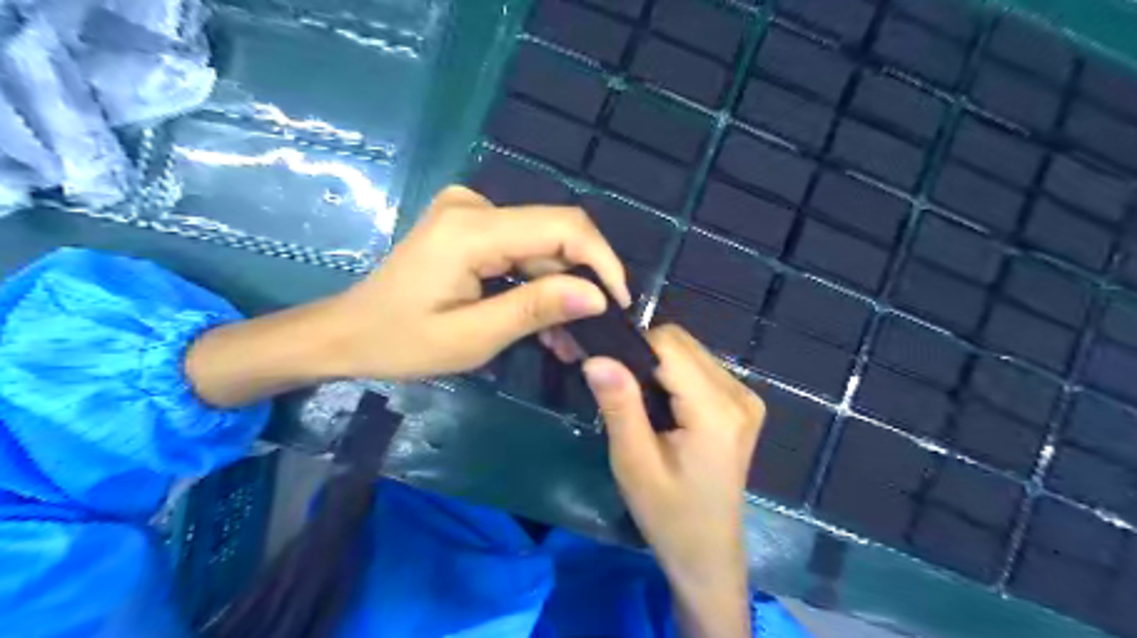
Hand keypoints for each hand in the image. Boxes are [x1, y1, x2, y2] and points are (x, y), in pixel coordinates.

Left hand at [187, 185, 631, 405]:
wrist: (347, 332)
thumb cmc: (401, 342)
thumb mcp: (473, 337)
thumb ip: (536, 309)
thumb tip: (597, 296)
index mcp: (471, 230)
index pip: (561, 227)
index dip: (601, 260)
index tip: (620, 304)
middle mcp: (474, 205)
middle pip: (554, 233)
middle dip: (583, 281)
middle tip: (594, 331)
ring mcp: (470, 212)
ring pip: (541, 245)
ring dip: (561, 288)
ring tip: (570, 338)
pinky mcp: (470, 226)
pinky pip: (521, 249)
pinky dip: (538, 284)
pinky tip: (545, 319)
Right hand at [585, 329, 763, 637]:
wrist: (708, 553)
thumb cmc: (668, 515)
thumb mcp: (634, 463)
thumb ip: (619, 406)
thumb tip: (596, 358)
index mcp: (716, 409)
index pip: (669, 345)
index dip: (632, 349)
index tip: (604, 370)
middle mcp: (739, 394)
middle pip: (681, 343)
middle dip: (644, 358)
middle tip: (617, 391)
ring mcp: (745, 398)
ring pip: (689, 352)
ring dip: (658, 367)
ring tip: (638, 403)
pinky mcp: (742, 404)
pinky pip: (700, 368)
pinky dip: (674, 376)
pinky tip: (663, 407)